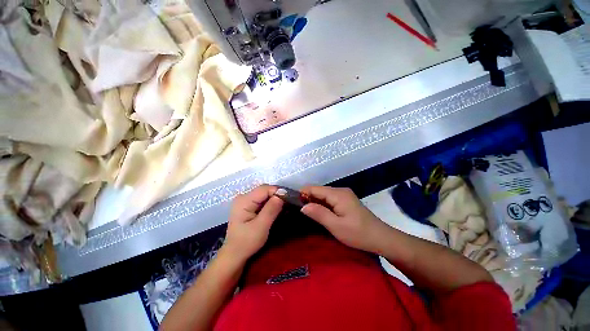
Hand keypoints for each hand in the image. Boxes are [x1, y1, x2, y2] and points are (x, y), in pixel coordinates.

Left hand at [223, 185, 283, 262]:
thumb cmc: (246, 242)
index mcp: (244, 200)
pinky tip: (276, 209)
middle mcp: (243, 197)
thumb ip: (271, 209)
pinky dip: (271, 204)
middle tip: (289, 204)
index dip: (278, 192)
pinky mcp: (248, 206)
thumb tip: (282, 194)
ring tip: (285, 207)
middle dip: (277, 196)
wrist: (235, 255)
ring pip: (265, 195)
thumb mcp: (261, 227)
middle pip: (265, 190)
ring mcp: (245, 201)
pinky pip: (262, 200)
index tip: (289, 199)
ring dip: (275, 200)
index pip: (264, 189)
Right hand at [301, 186, 388, 253]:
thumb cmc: (358, 234)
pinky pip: (329, 199)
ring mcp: (344, 195)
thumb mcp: (336, 226)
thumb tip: (302, 206)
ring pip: (323, 195)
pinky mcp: (345, 201)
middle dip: (307, 198)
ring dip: (314, 201)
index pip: (315, 188)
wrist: (381, 238)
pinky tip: (317, 212)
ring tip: (304, 211)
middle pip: (318, 190)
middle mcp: (340, 191)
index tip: (292, 202)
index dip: (302, 193)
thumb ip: (319, 213)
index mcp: (338, 194)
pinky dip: (321, 204)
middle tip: (296, 210)